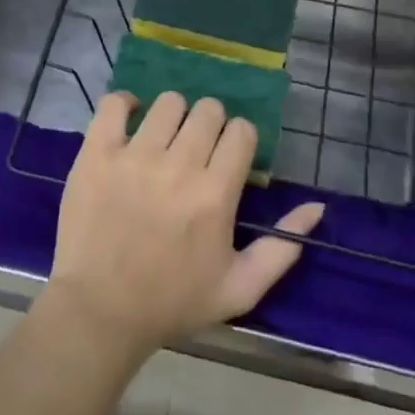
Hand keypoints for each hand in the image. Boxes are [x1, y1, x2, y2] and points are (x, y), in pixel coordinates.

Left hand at [45, 92, 324, 362]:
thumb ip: (283, 248)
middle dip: (210, 125)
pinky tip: (129, 123)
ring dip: (173, 116)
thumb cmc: (172, 302)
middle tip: (197, 150)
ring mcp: (134, 155)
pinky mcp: (97, 153)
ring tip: (164, 140)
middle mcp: (179, 165)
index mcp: (215, 193)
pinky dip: (125, 104)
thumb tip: (317, 207)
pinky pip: (114, 103)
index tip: (228, 158)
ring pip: (168, 102)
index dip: (239, 140)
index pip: (241, 130)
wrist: (99, 312)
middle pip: (208, 109)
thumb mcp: (240, 289)